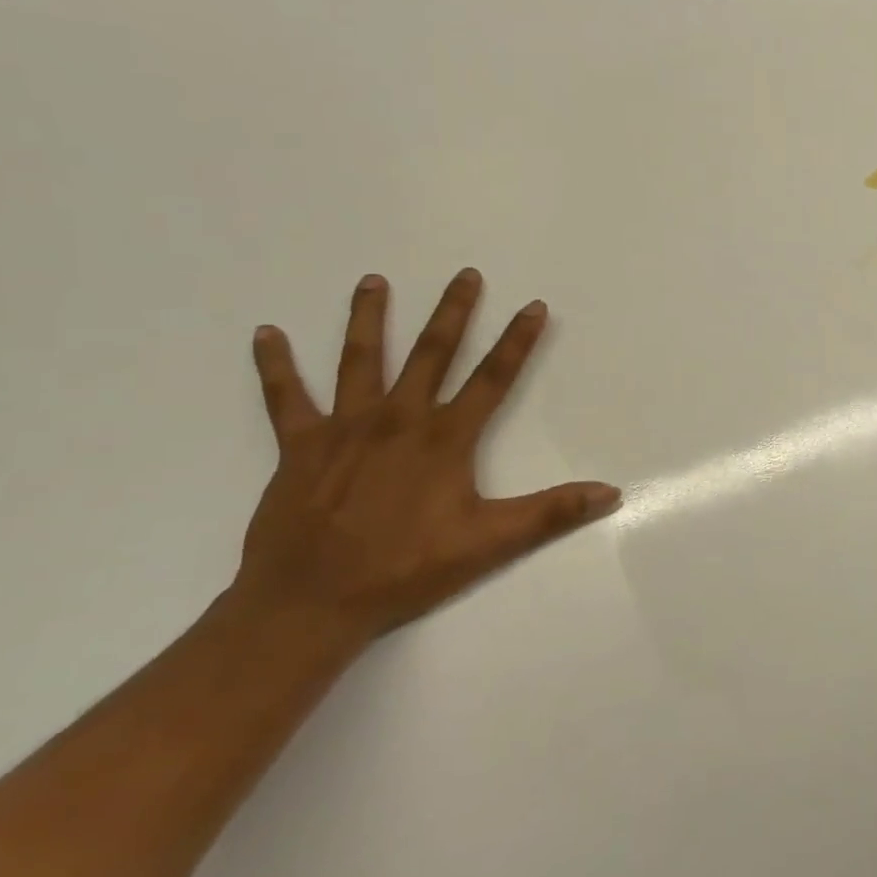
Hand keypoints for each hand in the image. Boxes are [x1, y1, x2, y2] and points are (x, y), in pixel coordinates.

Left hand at [232, 269, 619, 643]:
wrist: (310, 603)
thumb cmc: (407, 569)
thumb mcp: (491, 543)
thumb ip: (552, 512)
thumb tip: (611, 492)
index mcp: (445, 439)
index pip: (493, 378)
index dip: (517, 340)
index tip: (533, 306)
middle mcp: (398, 420)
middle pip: (432, 353)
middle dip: (453, 312)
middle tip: (465, 274)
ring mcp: (345, 428)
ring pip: (360, 360)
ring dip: (369, 318)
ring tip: (374, 280)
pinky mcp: (300, 446)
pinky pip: (285, 397)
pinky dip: (275, 365)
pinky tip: (266, 333)